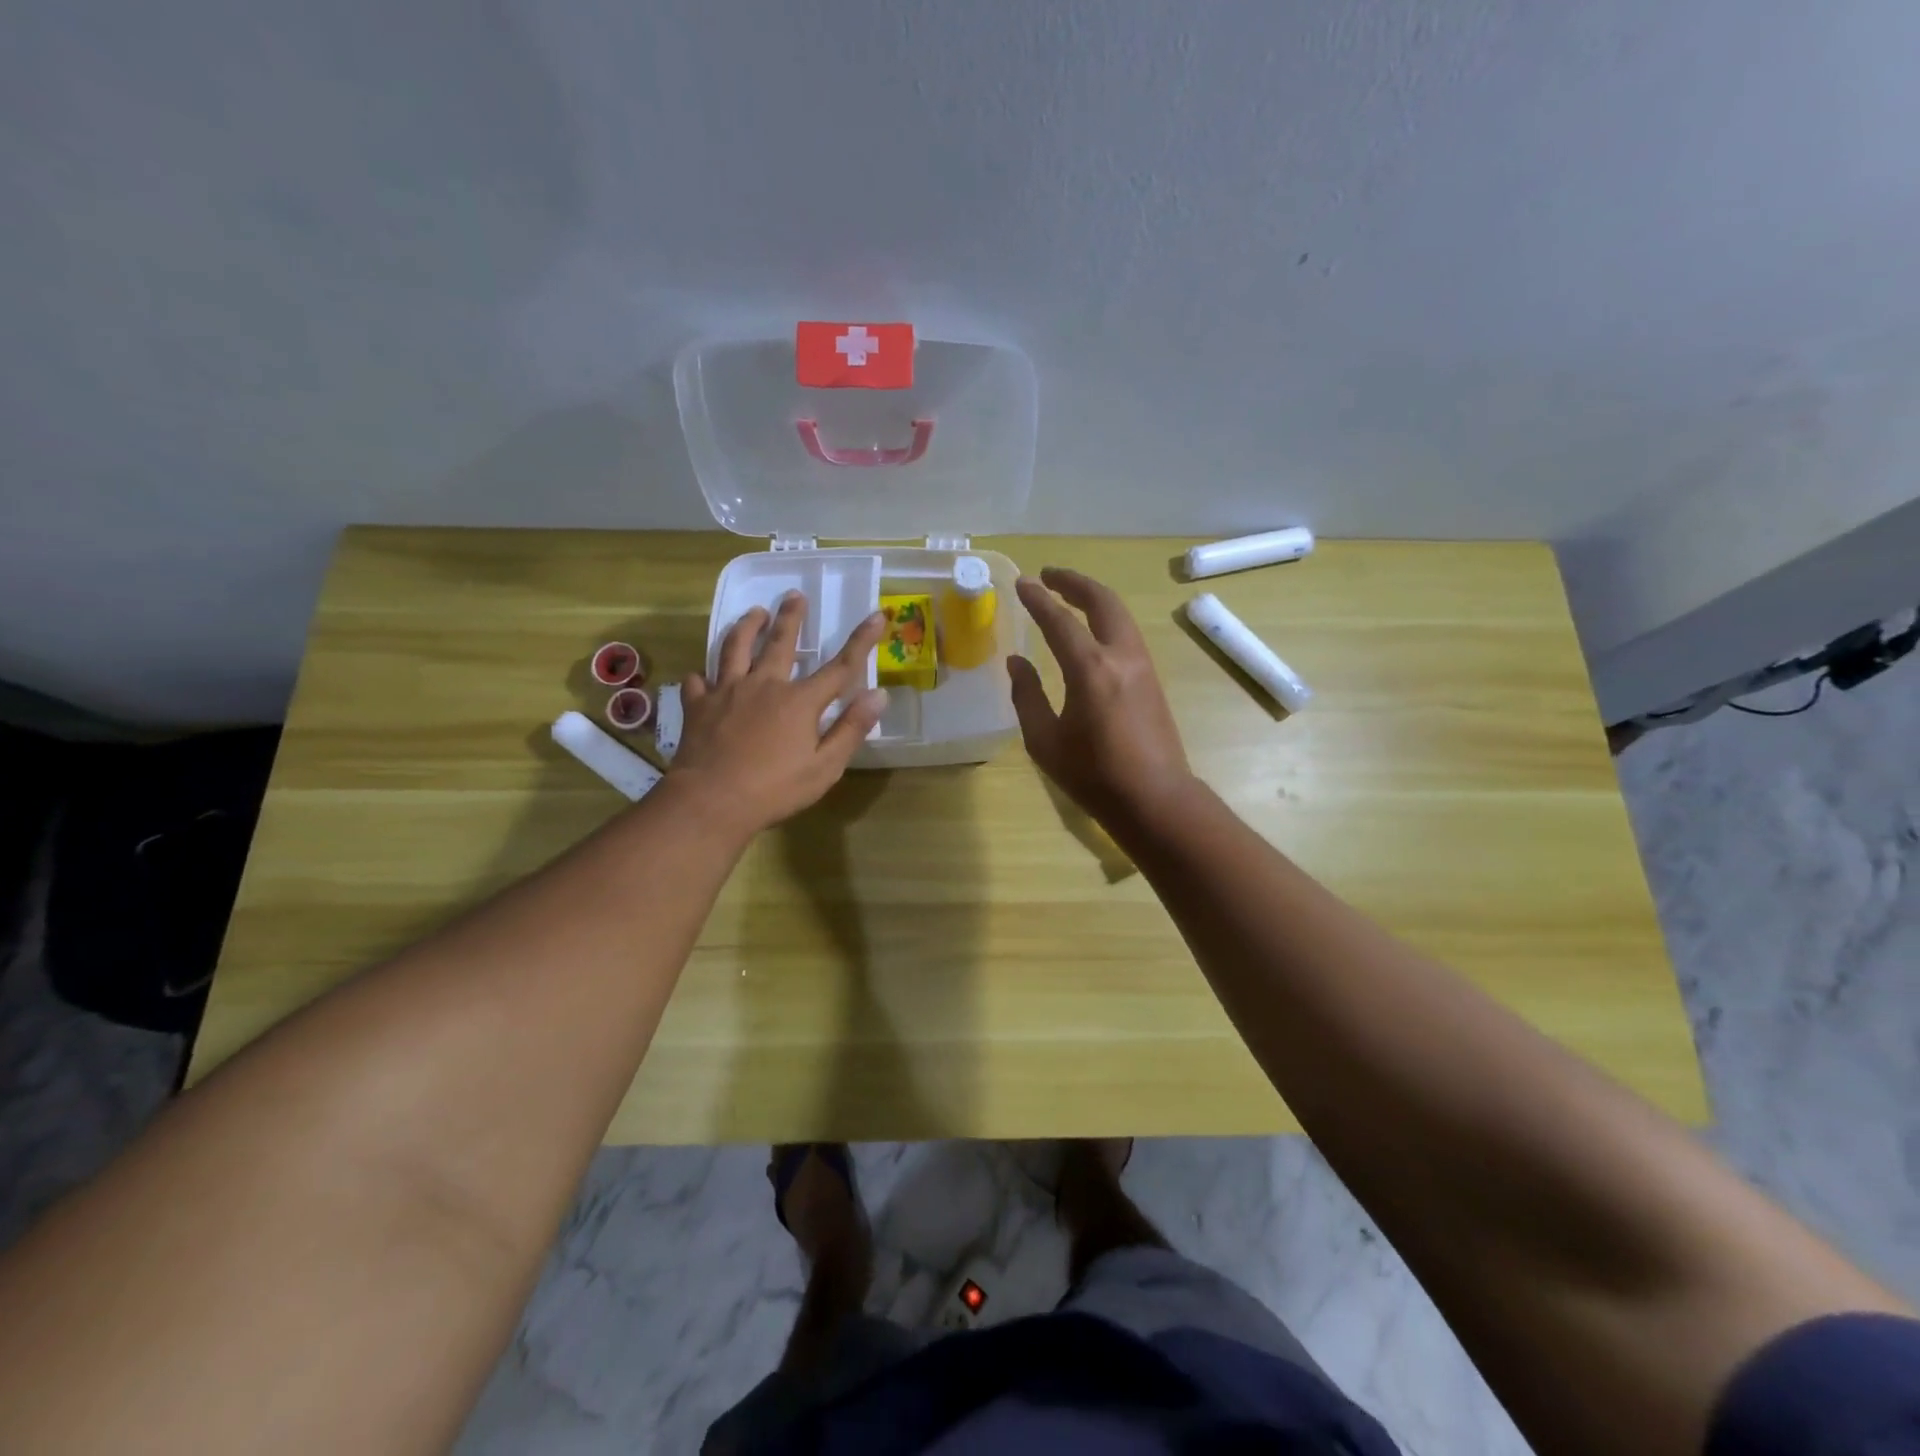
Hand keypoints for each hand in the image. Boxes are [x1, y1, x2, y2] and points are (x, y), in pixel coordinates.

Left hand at [674, 592, 888, 835]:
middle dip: (791, 617)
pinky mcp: (698, 705)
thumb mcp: (825, 767)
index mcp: (799, 701)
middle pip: (780, 642)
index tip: (877, 615)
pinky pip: (699, 681)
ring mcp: (727, 691)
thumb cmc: (775, 789)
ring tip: (753, 612)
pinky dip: (703, 675)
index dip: (861, 640)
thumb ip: (851, 729)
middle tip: (795, 595)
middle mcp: (764, 685)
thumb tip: (879, 695)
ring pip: (735, 648)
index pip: (840, 667)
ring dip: (746, 627)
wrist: (710, 801)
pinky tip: (704, 675)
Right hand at [1008, 567, 1192, 824]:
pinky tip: (1091, 631)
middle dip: (1074, 582)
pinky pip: (1127, 633)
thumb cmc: (1093, 775)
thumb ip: (1027, 696)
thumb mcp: (1045, 741)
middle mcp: (1121, 656)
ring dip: (1094, 598)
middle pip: (1101, 601)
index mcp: (1090, 669)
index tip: (1021, 583)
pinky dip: (1106, 619)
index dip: (1038, 599)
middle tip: (1049, 575)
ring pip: (1119, 615)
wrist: (1155, 799)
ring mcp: (1143, 665)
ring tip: (1069, 596)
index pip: (1059, 620)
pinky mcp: (1152, 679)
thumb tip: (1017, 663)